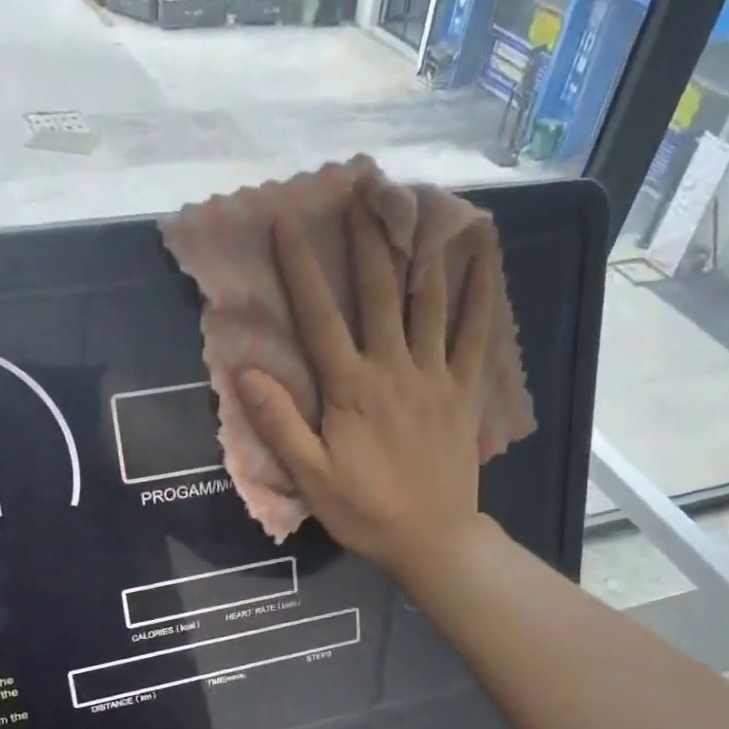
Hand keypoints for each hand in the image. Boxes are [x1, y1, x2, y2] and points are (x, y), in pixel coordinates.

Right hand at [235, 195, 500, 583]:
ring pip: (428, 301)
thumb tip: (246, 372)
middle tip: (361, 189)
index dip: (301, 269)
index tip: (286, 223)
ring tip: (416, 203)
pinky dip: (480, 291)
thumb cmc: (365, 512)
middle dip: (367, 240)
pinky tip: (482, 253)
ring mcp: (435, 376)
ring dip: (420, 249)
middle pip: (379, 293)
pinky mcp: (463, 390)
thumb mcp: (311, 476)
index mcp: (351, 389)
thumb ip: (280, 422)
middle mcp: (394, 368)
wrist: (431, 539)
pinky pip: (476, 333)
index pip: (320, 318)